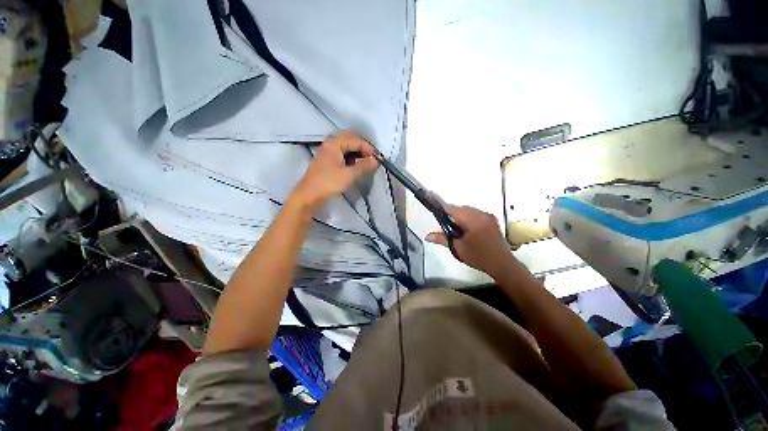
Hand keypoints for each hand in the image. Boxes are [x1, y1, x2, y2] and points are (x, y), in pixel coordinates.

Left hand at [290, 131, 378, 210]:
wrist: (309, 196)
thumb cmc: (329, 183)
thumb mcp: (349, 175)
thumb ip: (363, 166)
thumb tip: (375, 160)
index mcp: (334, 143)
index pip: (356, 140)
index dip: (368, 148)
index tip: (378, 159)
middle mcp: (330, 143)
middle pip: (349, 138)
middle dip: (362, 146)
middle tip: (372, 157)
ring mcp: (327, 151)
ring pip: (345, 145)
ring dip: (356, 150)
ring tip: (366, 161)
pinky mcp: (326, 160)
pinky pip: (341, 152)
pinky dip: (350, 155)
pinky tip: (356, 164)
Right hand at [426, 205, 517, 275]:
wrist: (502, 264)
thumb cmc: (478, 256)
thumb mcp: (457, 248)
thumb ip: (442, 238)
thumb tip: (427, 236)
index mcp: (473, 220)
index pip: (453, 209)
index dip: (443, 209)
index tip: (435, 211)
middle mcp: (481, 214)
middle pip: (462, 208)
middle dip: (452, 214)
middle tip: (446, 225)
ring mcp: (488, 217)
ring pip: (469, 210)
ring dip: (461, 215)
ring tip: (456, 228)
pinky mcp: (492, 221)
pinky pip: (477, 214)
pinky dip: (469, 218)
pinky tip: (467, 229)